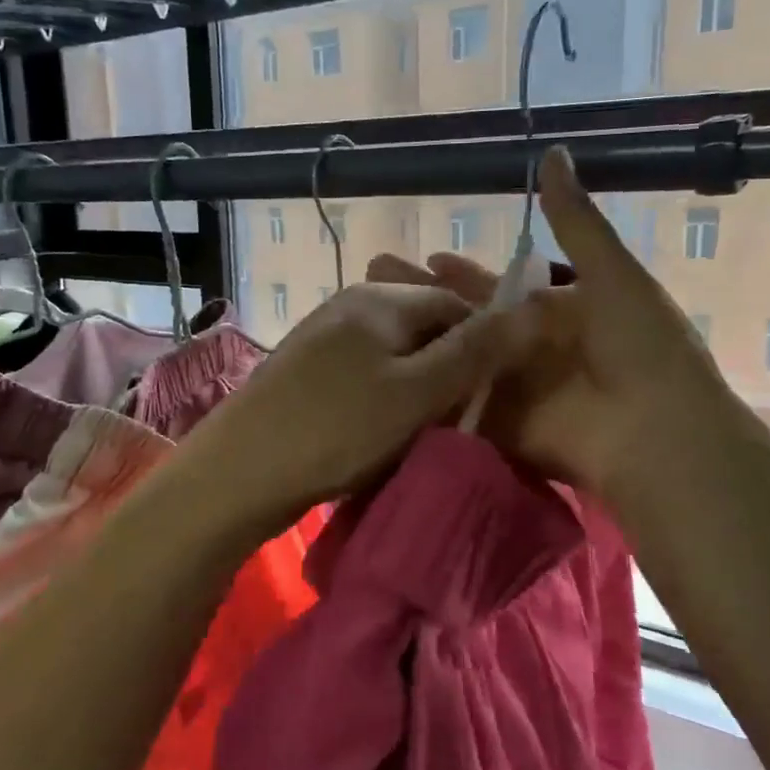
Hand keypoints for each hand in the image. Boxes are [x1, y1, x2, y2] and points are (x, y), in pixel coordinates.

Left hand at [184, 282, 542, 534]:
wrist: (240, 470)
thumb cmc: (337, 429)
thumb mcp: (417, 392)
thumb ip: (473, 351)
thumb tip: (529, 308)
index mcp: (382, 298)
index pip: (456, 303)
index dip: (485, 343)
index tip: (494, 392)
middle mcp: (352, 303)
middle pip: (424, 326)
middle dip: (448, 367)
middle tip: (458, 417)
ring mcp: (323, 334)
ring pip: (394, 353)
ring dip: (416, 386)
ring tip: (422, 429)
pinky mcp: (306, 368)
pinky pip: (364, 372)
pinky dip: (383, 396)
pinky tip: (379, 429)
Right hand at [367, 148, 734, 501]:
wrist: (657, 432)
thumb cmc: (642, 347)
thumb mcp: (612, 274)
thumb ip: (575, 221)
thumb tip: (553, 153)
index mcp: (555, 311)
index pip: (498, 285)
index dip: (463, 272)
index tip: (427, 256)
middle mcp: (526, 347)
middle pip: (466, 320)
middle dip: (424, 301)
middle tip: (372, 283)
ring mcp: (509, 387)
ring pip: (452, 357)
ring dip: (414, 340)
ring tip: (364, 322)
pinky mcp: (496, 423)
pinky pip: (455, 400)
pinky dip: (425, 387)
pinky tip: (382, 372)